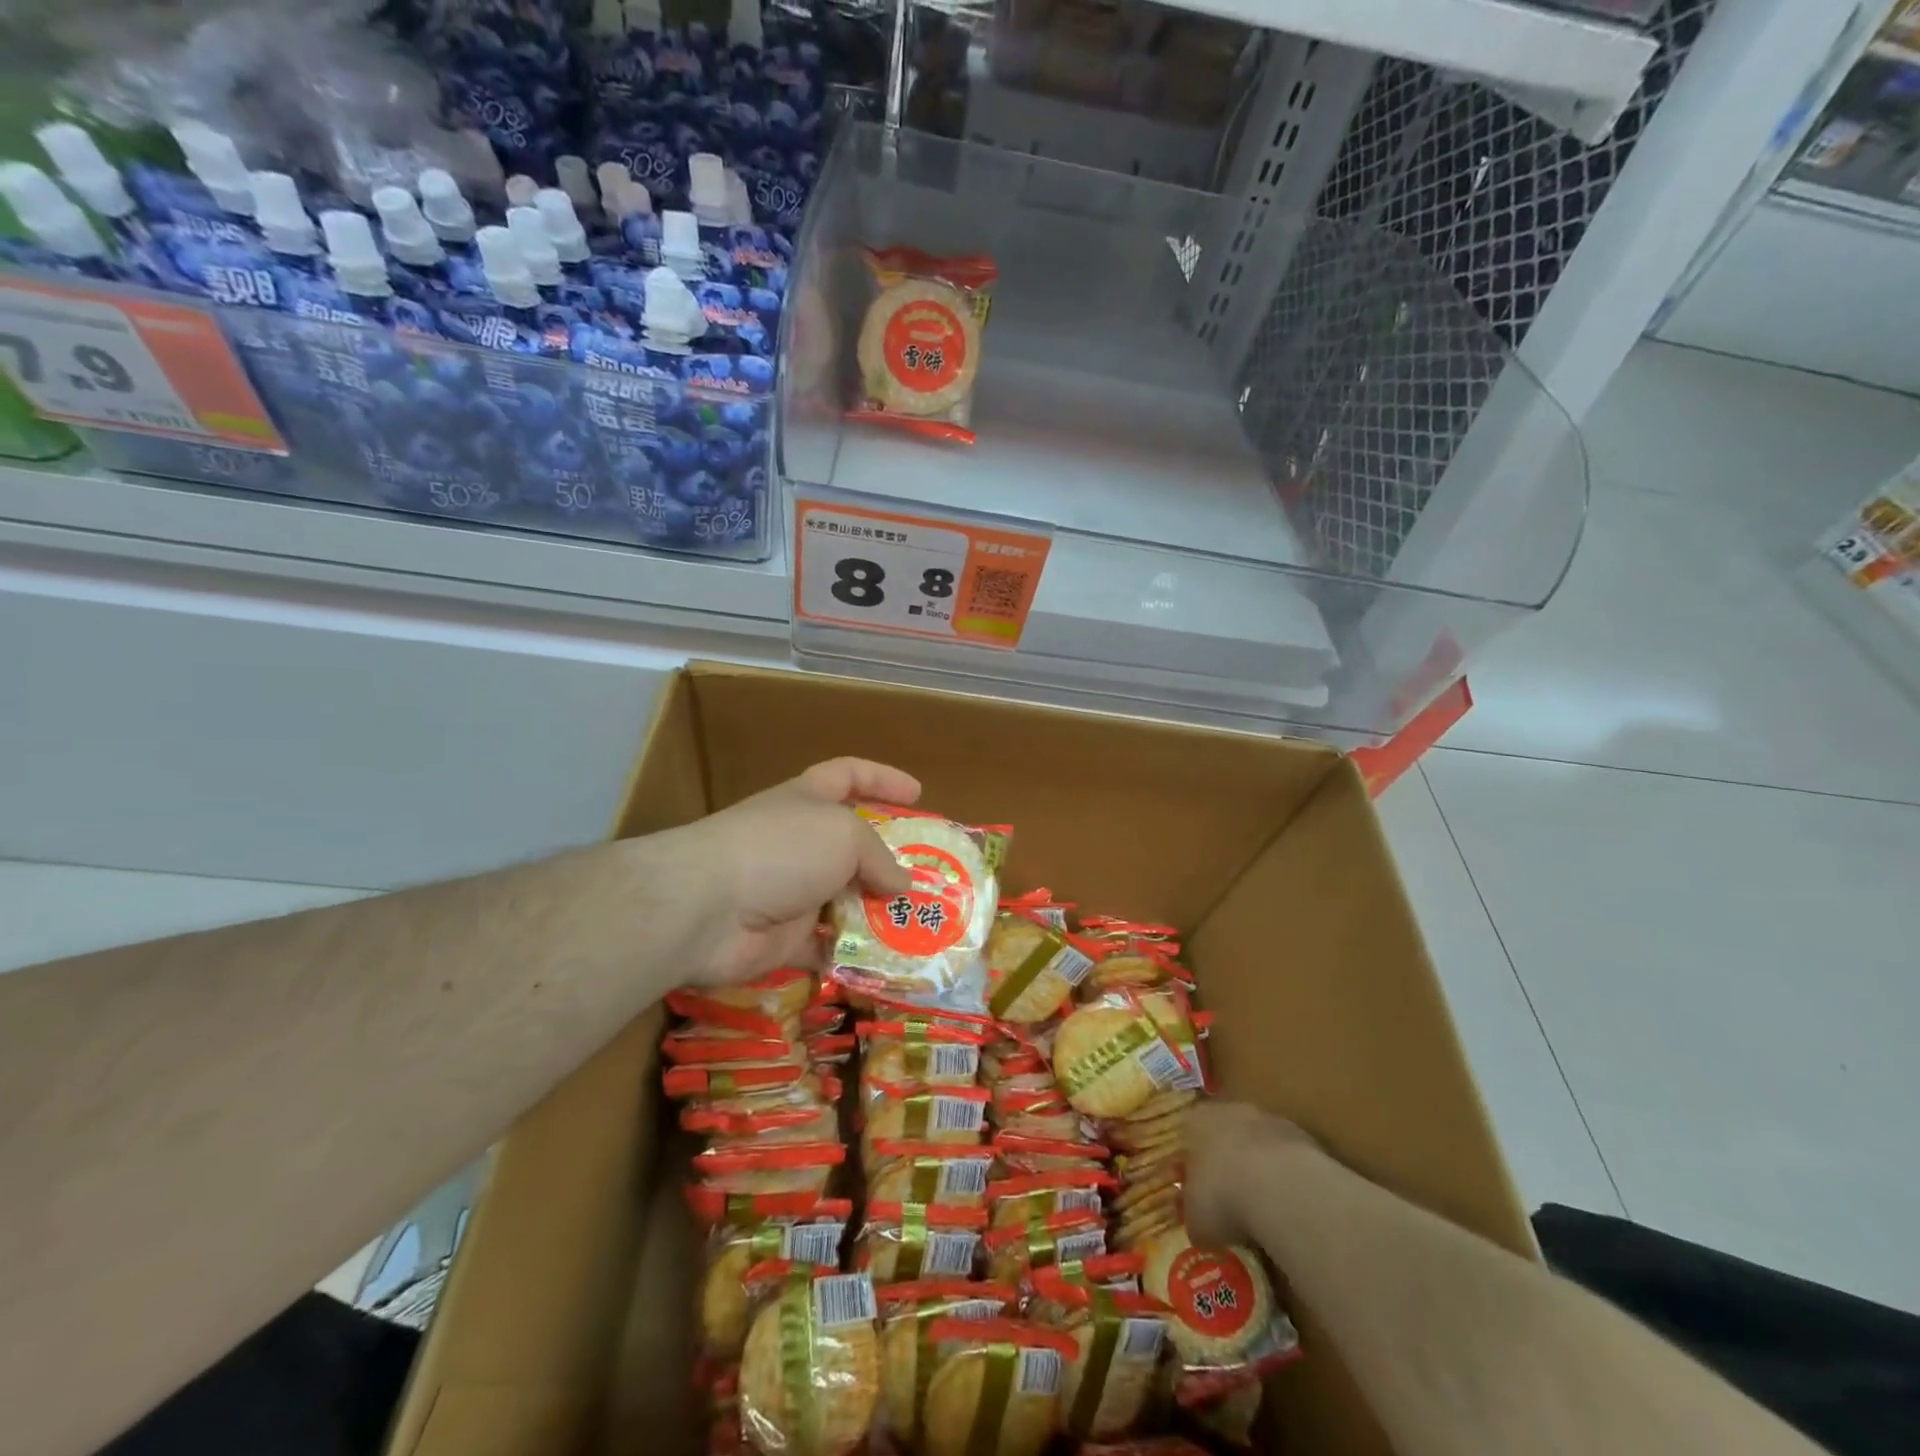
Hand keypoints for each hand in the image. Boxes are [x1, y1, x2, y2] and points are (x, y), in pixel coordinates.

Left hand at [668, 757, 919, 986]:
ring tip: (921, 926)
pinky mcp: (783, 937)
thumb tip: (902, 885)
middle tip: (931, 878)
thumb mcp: (844, 835)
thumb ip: (880, 857)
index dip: (883, 779)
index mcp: (808, 800)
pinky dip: (853, 954)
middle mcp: (799, 841)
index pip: (849, 775)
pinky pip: (827, 945)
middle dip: (890, 860)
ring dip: (878, 913)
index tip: (918, 794)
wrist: (707, 908)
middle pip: (851, 845)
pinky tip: (887, 962)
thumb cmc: (782, 849)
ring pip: (844, 899)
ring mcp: (789, 890)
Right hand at [1183, 1100, 1320, 1246]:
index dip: (1194, 1165)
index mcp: (1197, 1120)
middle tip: (1233, 1201)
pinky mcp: (1306, 1139)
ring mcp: (1271, 1121)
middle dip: (1230, 1164)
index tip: (1200, 1193)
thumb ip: (1195, 1212)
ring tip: (1267, 1211)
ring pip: (1261, 1145)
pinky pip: (1290, 1160)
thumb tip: (1200, 1222)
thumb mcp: (1196, 1218)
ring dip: (1262, 1170)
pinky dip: (1289, 1180)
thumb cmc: (1224, 1197)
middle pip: (1227, 1135)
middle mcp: (1231, 1111)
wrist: (1283, 1190)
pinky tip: (1292, 1210)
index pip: (1189, 1135)